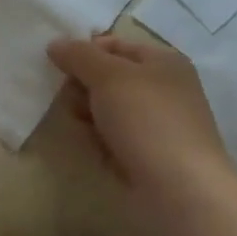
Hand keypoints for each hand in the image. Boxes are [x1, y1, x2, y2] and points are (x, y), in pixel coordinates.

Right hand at [48, 34, 232, 196]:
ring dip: (89, 114)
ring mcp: (157, 125)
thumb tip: (55, 44)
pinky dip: (101, 141)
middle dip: (84, 85)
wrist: (181, 191)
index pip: (115, 44)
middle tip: (69, 99)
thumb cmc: (147, 120)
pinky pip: (115, 138)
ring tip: (82, 126)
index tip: (58, 66)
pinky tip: (94, 149)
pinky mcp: (149, 156)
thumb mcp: (109, 76)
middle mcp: (164, 89)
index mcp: (163, 61)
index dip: (85, 51)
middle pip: (109, 77)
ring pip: (109, 109)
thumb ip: (79, 56)